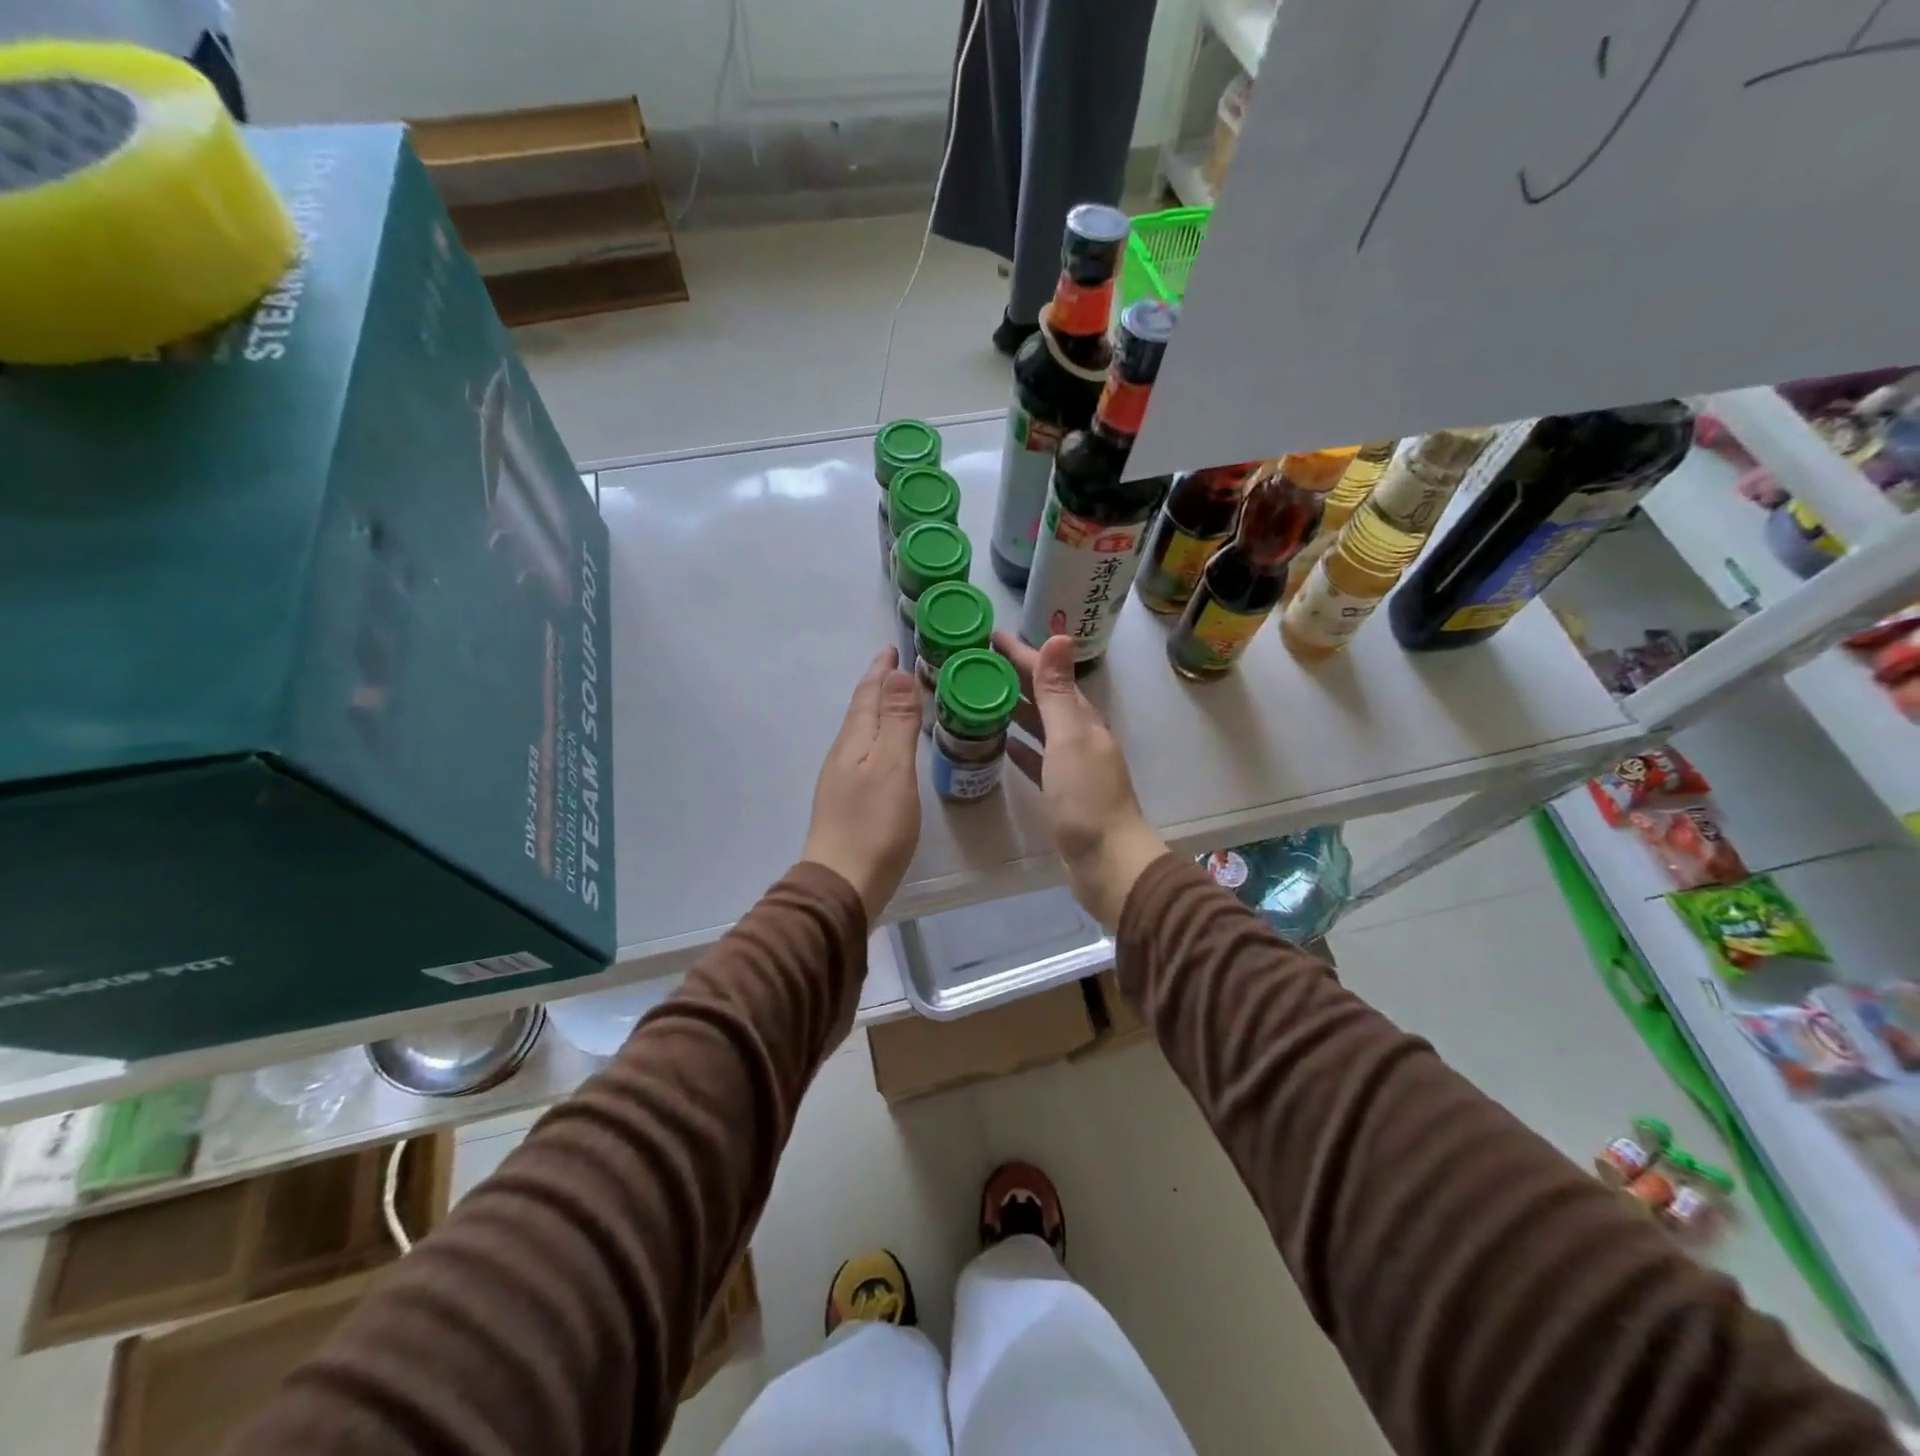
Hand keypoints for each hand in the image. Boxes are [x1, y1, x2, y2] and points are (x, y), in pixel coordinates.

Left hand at [800, 646, 922, 919]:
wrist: (843, 883)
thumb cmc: (874, 824)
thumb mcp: (893, 767)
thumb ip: (897, 721)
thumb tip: (896, 672)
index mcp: (854, 741)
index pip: (867, 695)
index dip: (880, 671)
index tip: (891, 649)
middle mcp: (843, 754)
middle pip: (861, 711)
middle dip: (878, 687)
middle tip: (897, 669)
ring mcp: (843, 779)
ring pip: (862, 733)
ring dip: (879, 712)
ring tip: (897, 702)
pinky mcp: (849, 802)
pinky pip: (866, 754)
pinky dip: (880, 739)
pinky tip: (889, 751)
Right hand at [995, 632, 1167, 927]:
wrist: (1108, 862)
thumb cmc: (1086, 799)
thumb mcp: (1069, 739)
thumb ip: (1058, 692)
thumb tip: (1059, 636)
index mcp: (1083, 719)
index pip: (1048, 674)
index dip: (1021, 654)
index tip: (989, 637)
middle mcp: (1079, 736)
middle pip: (1043, 697)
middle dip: (1014, 677)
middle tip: (977, 664)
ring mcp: (1072, 765)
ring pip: (1039, 726)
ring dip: (1014, 708)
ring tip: (980, 697)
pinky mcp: (1062, 792)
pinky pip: (1036, 758)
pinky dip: (1020, 746)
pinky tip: (1001, 742)